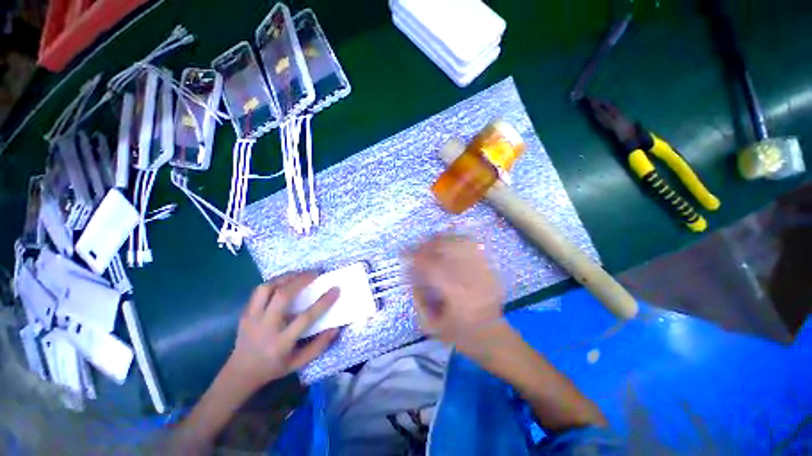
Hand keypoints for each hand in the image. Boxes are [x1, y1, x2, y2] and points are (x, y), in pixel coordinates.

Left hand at [225, 272, 339, 389]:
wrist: (240, 373)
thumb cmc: (273, 367)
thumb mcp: (299, 363)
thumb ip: (318, 346)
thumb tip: (336, 328)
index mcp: (281, 342)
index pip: (306, 318)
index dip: (323, 302)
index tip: (336, 289)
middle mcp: (266, 327)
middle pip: (282, 296)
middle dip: (301, 280)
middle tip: (315, 273)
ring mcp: (252, 318)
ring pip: (266, 288)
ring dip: (285, 278)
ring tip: (299, 274)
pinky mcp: (245, 313)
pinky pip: (258, 291)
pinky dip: (274, 282)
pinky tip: (284, 281)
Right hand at [406, 235, 503, 347]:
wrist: (494, 337)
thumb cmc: (460, 335)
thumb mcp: (431, 326)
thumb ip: (418, 299)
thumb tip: (410, 275)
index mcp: (457, 296)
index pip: (432, 267)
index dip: (416, 257)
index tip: (404, 254)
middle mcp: (471, 279)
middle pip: (449, 250)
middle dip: (429, 244)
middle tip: (417, 246)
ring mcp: (483, 271)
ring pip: (461, 243)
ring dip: (443, 239)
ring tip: (431, 240)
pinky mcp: (489, 268)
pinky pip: (473, 246)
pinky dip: (458, 239)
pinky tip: (448, 241)